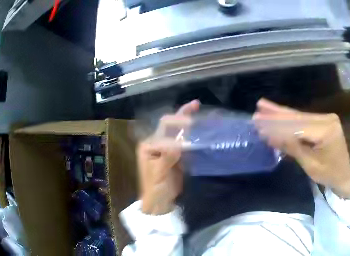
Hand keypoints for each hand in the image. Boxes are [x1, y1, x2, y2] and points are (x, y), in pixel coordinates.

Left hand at [137, 100, 199, 214]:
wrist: (160, 202)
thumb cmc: (154, 188)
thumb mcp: (158, 173)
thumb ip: (167, 156)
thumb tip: (181, 143)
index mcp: (149, 145)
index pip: (163, 131)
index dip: (177, 129)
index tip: (191, 130)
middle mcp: (157, 143)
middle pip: (169, 125)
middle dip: (181, 115)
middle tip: (196, 104)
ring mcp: (167, 149)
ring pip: (178, 132)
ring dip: (187, 121)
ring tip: (197, 108)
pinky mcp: (176, 156)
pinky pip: (185, 142)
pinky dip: (192, 135)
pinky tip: (200, 129)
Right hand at [253, 99, 349, 198]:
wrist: (344, 175)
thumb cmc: (329, 174)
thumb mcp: (309, 164)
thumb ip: (291, 147)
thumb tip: (269, 135)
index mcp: (326, 130)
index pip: (297, 126)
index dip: (276, 125)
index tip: (258, 124)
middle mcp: (327, 119)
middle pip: (297, 117)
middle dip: (275, 115)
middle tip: (256, 112)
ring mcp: (326, 118)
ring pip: (298, 116)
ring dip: (280, 114)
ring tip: (262, 106)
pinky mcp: (323, 121)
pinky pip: (303, 119)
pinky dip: (289, 118)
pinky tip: (277, 112)